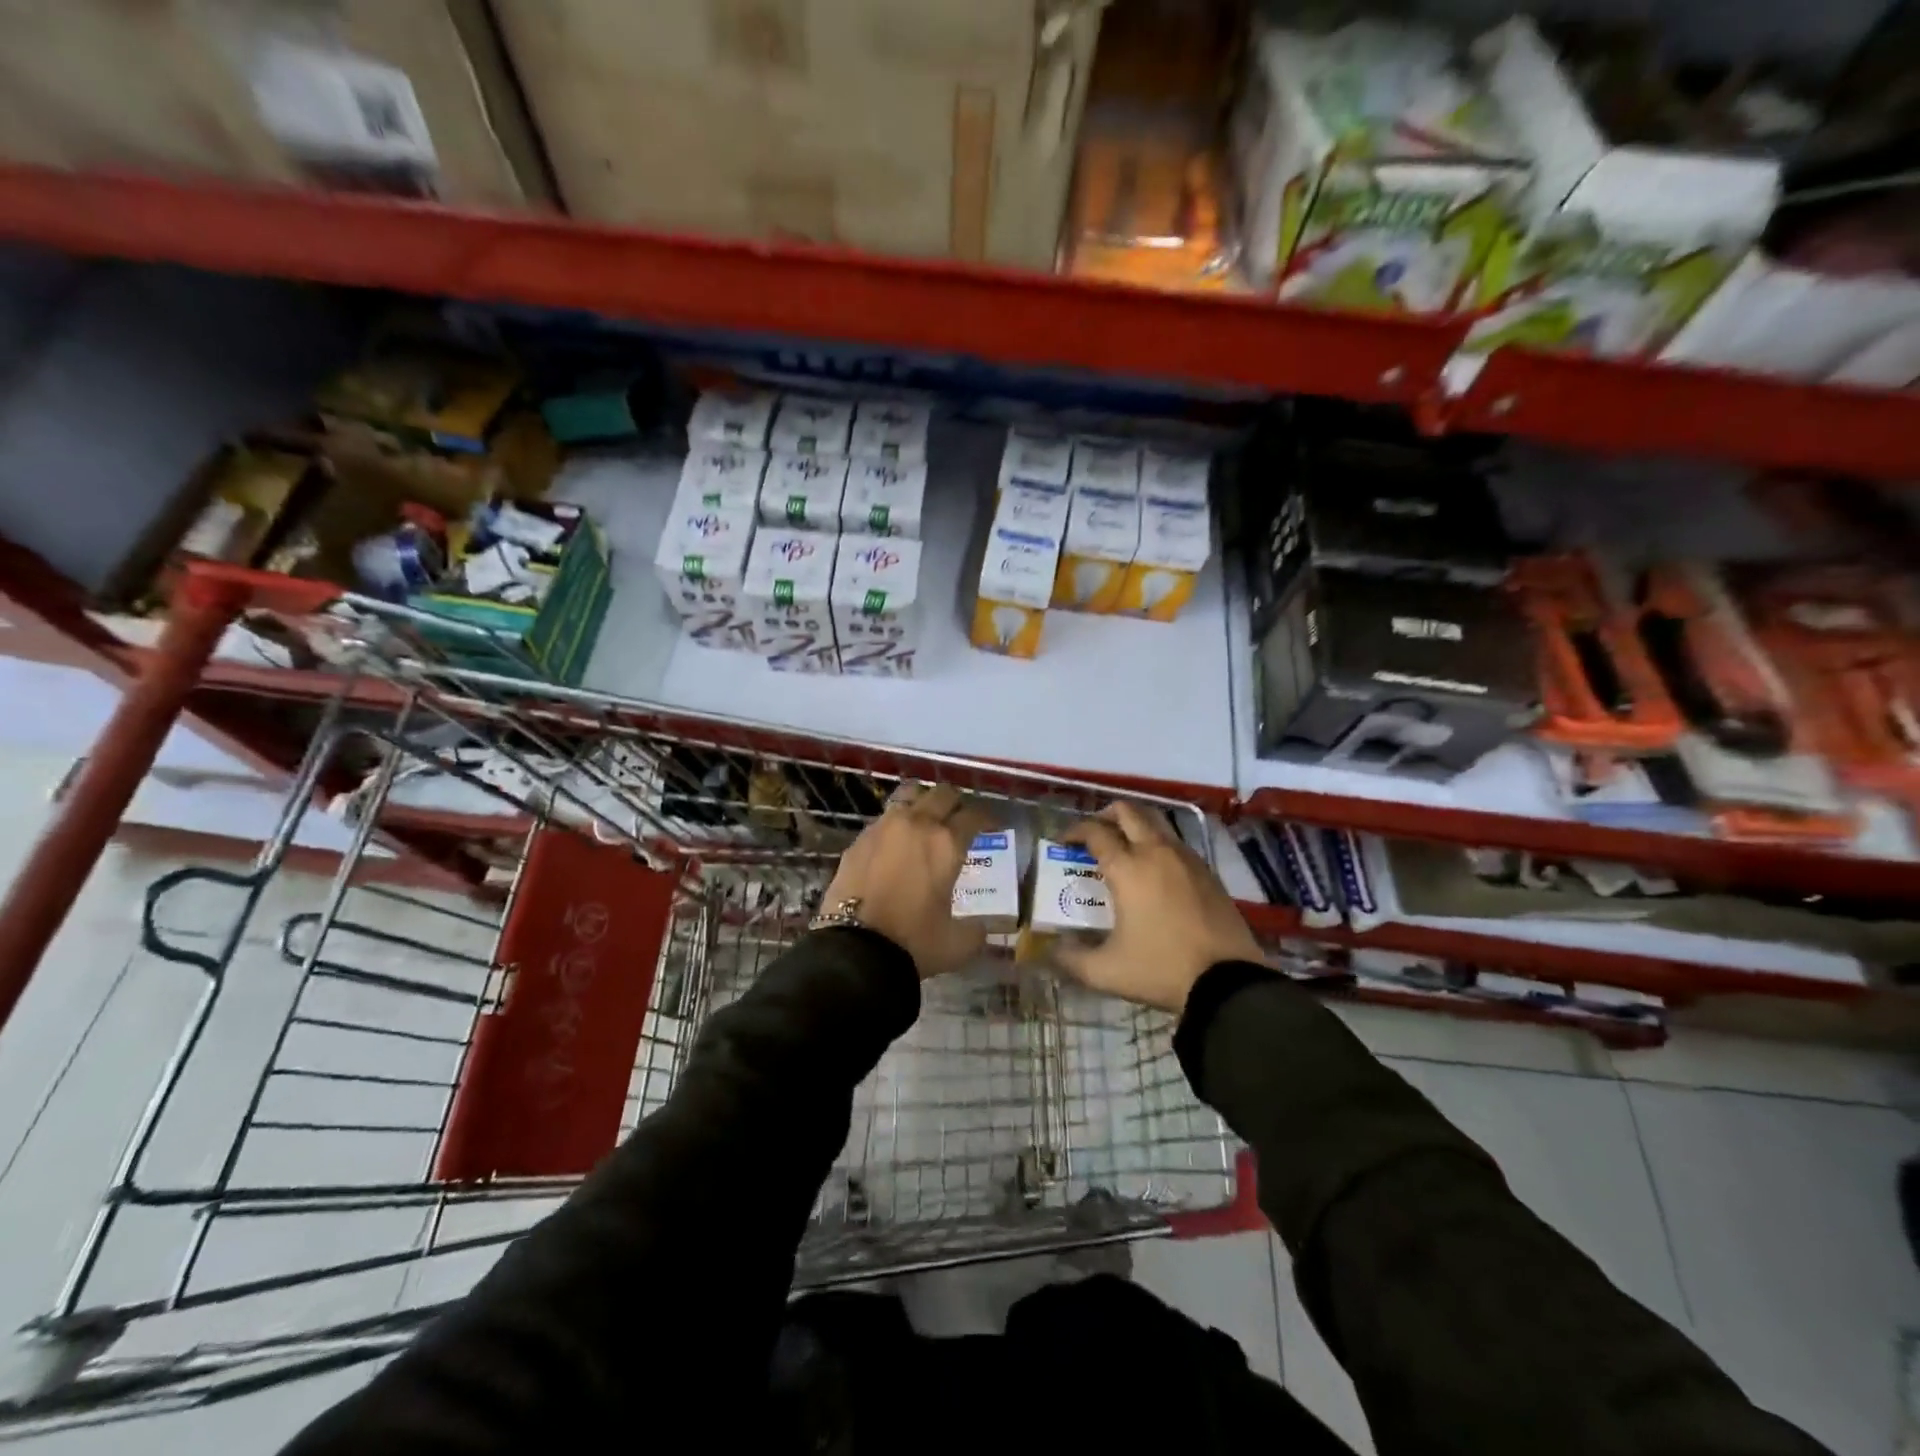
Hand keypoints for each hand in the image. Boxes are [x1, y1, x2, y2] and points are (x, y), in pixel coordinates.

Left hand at [820, 783, 995, 978]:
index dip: (987, 818)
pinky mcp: (859, 839)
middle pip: (942, 794)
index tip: (992, 826)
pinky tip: (896, 842)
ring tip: (926, 819)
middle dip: (955, 803)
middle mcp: (917, 824)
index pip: (974, 816)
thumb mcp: (958, 944)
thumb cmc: (914, 942)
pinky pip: (883, 818)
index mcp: (947, 843)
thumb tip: (981, 927)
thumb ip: (976, 930)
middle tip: (959, 818)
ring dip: (923, 802)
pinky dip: (895, 823)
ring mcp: (884, 827)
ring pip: (909, 795)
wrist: (855, 948)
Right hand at [1055, 802, 1265, 1013]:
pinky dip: (1158, 844)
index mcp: (1127, 868)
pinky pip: (1176, 843)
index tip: (1063, 842)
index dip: (1074, 831)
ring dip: (1135, 826)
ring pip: (1156, 822)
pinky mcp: (1208, 872)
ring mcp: (1186, 859)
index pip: (1095, 832)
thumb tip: (1052, 949)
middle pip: (1128, 811)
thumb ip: (1070, 959)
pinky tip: (1155, 871)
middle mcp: (1156, 852)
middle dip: (1106, 815)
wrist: (1228, 982)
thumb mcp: (1105, 972)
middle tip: (1094, 834)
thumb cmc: (1161, 969)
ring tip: (1123, 849)